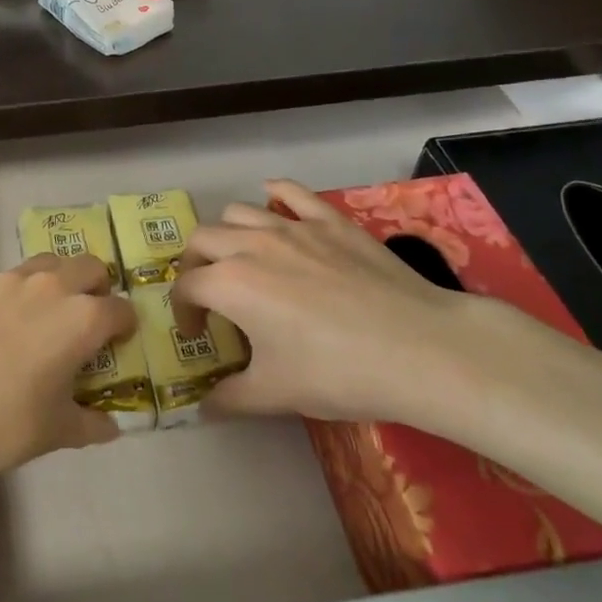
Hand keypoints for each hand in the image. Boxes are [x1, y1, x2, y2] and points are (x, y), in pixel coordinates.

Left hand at [0, 254, 132, 485]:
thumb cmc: (4, 424)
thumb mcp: (57, 432)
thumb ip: (91, 424)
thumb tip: (110, 426)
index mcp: (82, 319)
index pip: (121, 310)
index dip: (123, 326)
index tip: (117, 342)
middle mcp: (49, 286)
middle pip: (88, 267)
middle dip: (94, 288)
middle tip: (83, 319)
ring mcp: (5, 279)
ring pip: (44, 265)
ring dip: (53, 284)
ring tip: (38, 317)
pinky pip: (0, 282)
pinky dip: (7, 298)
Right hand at [172, 180, 539, 429]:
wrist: (418, 349)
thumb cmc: (337, 372)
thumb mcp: (275, 394)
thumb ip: (229, 399)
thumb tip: (203, 410)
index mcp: (229, 284)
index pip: (185, 287)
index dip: (183, 312)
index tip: (197, 334)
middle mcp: (251, 244)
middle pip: (202, 240)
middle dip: (194, 265)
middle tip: (209, 295)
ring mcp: (292, 226)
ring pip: (239, 212)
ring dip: (227, 233)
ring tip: (241, 258)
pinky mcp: (330, 220)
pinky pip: (292, 192)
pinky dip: (275, 193)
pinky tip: (274, 202)